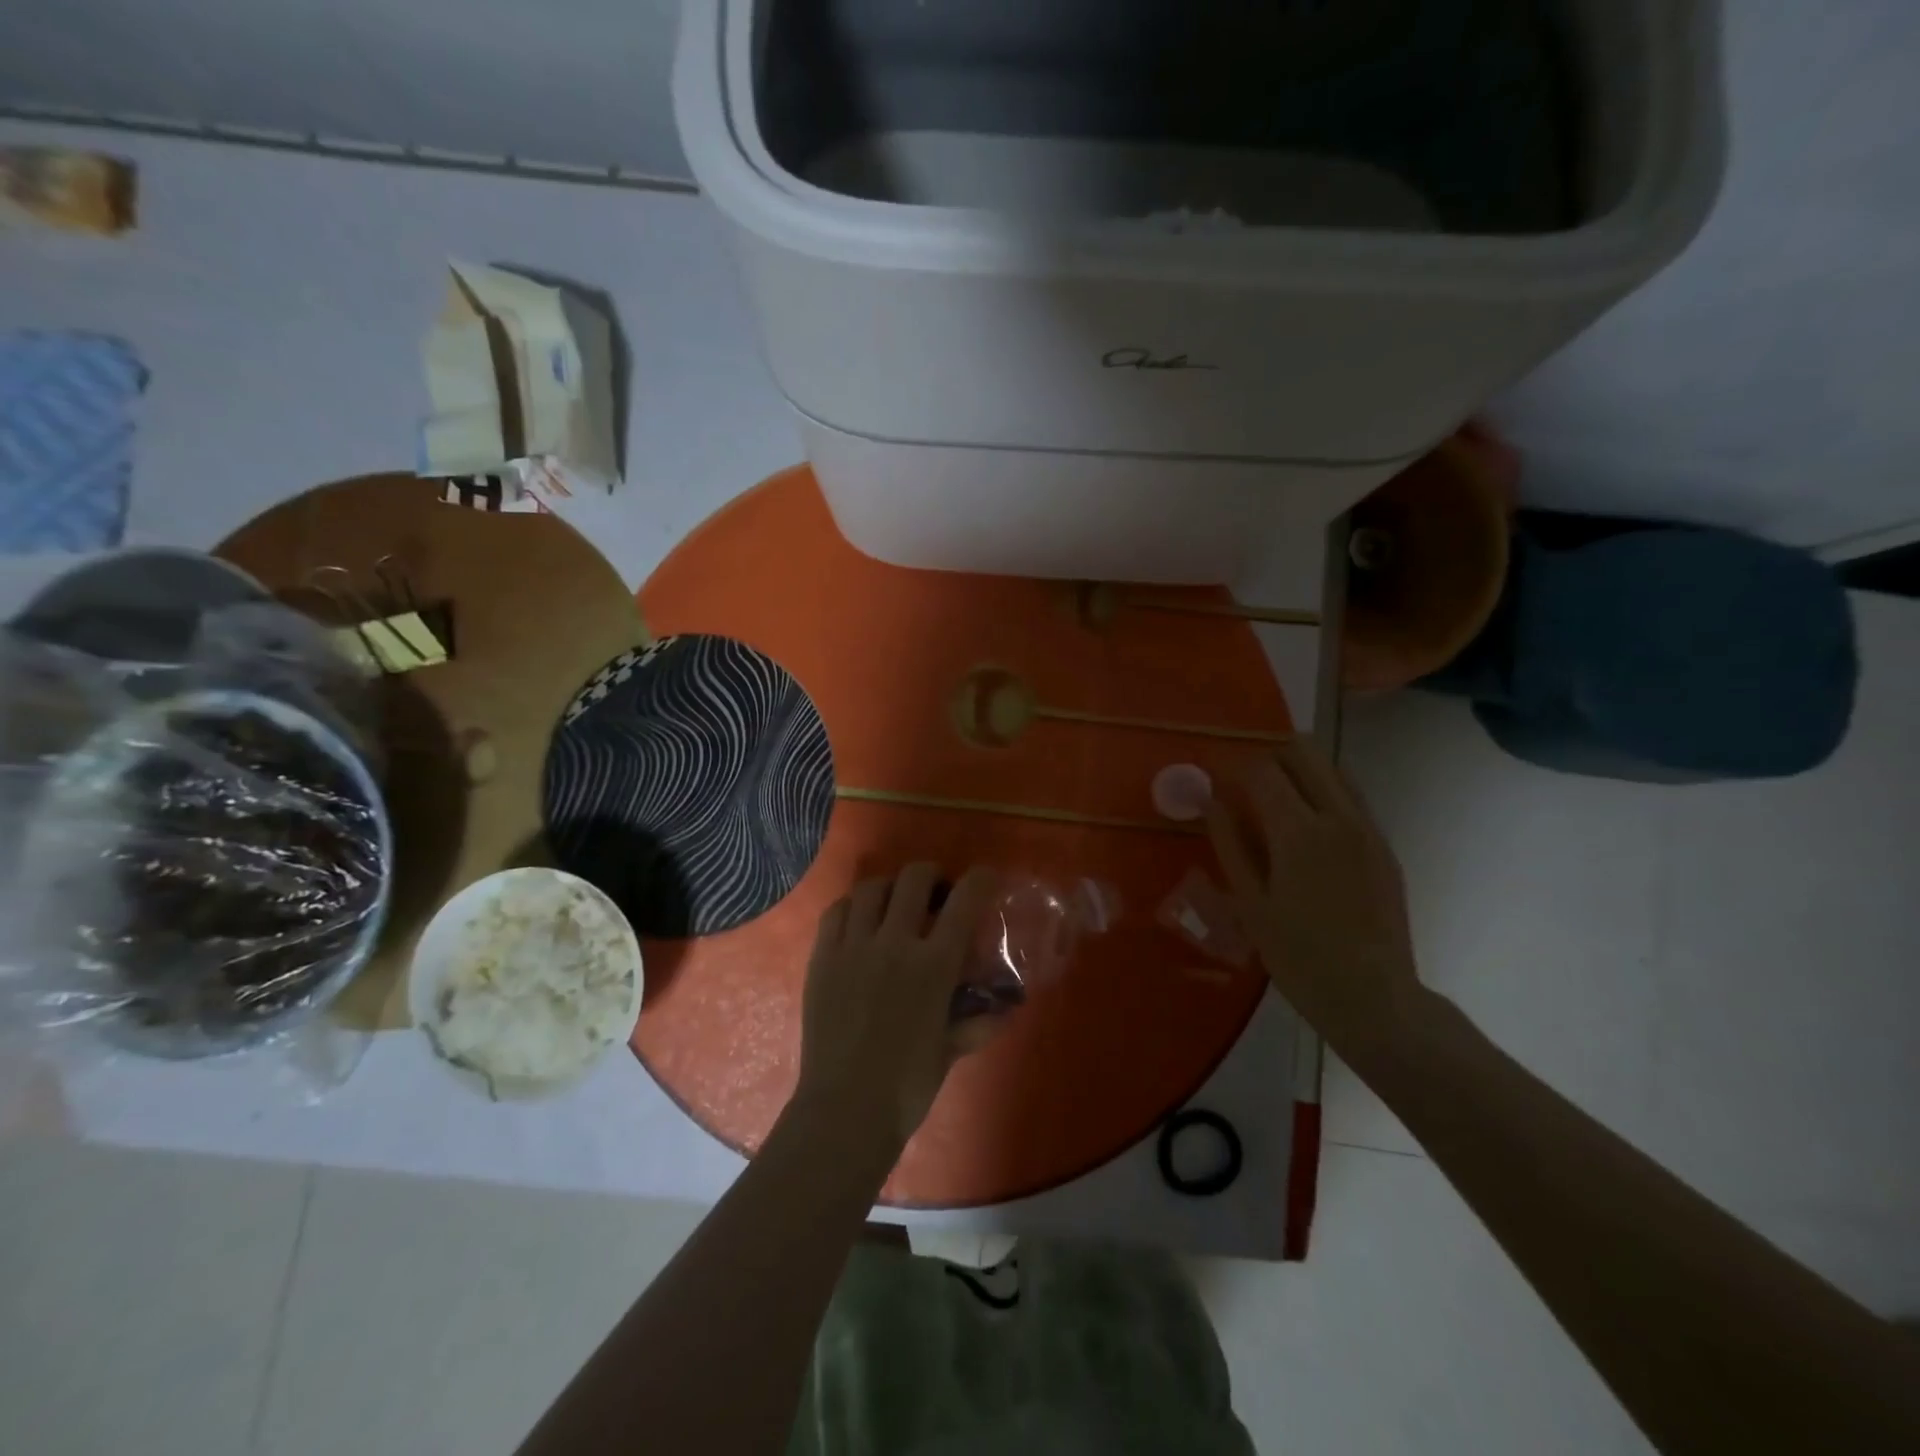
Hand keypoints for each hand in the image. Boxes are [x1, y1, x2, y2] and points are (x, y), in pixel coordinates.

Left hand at [792, 863, 998, 1164]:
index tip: (985, 877)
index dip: (980, 879)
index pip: (964, 900)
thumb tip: (1006, 1009)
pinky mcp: (822, 957)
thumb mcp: (951, 1049)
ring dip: (890, 887)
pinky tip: (859, 920)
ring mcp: (854, 946)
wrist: (845, 1109)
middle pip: (914, 878)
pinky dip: (852, 906)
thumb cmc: (908, 1085)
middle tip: (935, 893)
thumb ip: (978, 1021)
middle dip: (931, 875)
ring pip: (872, 888)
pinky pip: (836, 911)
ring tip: (894, 903)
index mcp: (935, 964)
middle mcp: (895, 942)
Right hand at [1204, 737, 1421, 1043]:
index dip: (1234, 767)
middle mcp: (1338, 817)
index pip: (1263, 770)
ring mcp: (1368, 829)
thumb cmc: (1298, 955)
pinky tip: (1305, 825)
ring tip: (1274, 798)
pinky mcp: (1384, 845)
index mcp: (1299, 832)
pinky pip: (1351, 797)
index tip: (1216, 778)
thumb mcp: (1250, 903)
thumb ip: (1230, 843)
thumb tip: (1211, 799)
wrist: (1373, 996)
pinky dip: (1324, 791)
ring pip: (1333, 769)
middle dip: (1270, 755)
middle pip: (1305, 753)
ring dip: (1300, 770)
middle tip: (1245, 782)